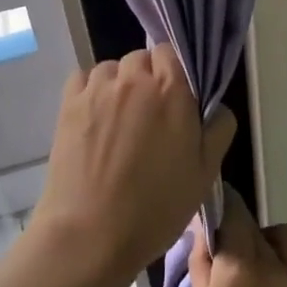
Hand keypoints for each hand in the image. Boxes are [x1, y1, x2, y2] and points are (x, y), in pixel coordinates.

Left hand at [30, 44, 234, 285]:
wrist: (91, 233)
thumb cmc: (156, 207)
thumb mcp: (206, 173)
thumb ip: (219, 129)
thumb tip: (216, 107)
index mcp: (172, 90)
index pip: (173, 53)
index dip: (176, 73)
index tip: (178, 100)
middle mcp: (133, 79)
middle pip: (142, 58)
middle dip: (148, 78)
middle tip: (151, 116)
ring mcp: (97, 89)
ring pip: (112, 68)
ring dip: (119, 84)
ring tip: (120, 119)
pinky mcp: (68, 104)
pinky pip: (83, 78)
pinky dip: (92, 89)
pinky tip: (96, 118)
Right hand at [190, 185, 286, 286]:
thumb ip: (202, 262)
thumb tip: (202, 225)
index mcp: (235, 268)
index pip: (232, 212)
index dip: (224, 206)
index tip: (218, 211)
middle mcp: (270, 264)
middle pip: (255, 225)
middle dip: (243, 232)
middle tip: (236, 256)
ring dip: (273, 242)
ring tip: (266, 264)